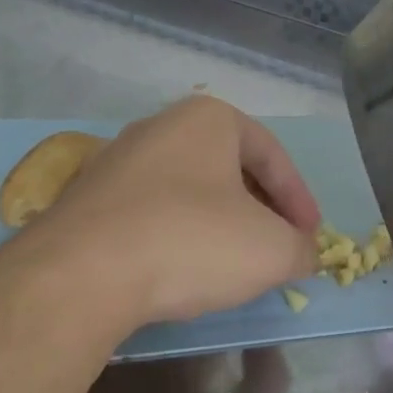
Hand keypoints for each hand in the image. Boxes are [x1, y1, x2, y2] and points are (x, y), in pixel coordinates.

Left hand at [23, 96, 320, 328]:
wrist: (81, 273)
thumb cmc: (190, 242)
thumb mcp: (271, 251)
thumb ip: (301, 249)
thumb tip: (304, 254)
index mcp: (207, 118)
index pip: (272, 155)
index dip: (300, 200)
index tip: (311, 237)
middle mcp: (158, 127)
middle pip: (228, 168)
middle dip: (260, 209)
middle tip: (277, 246)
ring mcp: (115, 160)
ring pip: (187, 190)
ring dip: (218, 223)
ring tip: (232, 261)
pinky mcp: (85, 199)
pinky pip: (149, 212)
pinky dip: (176, 235)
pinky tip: (180, 269)